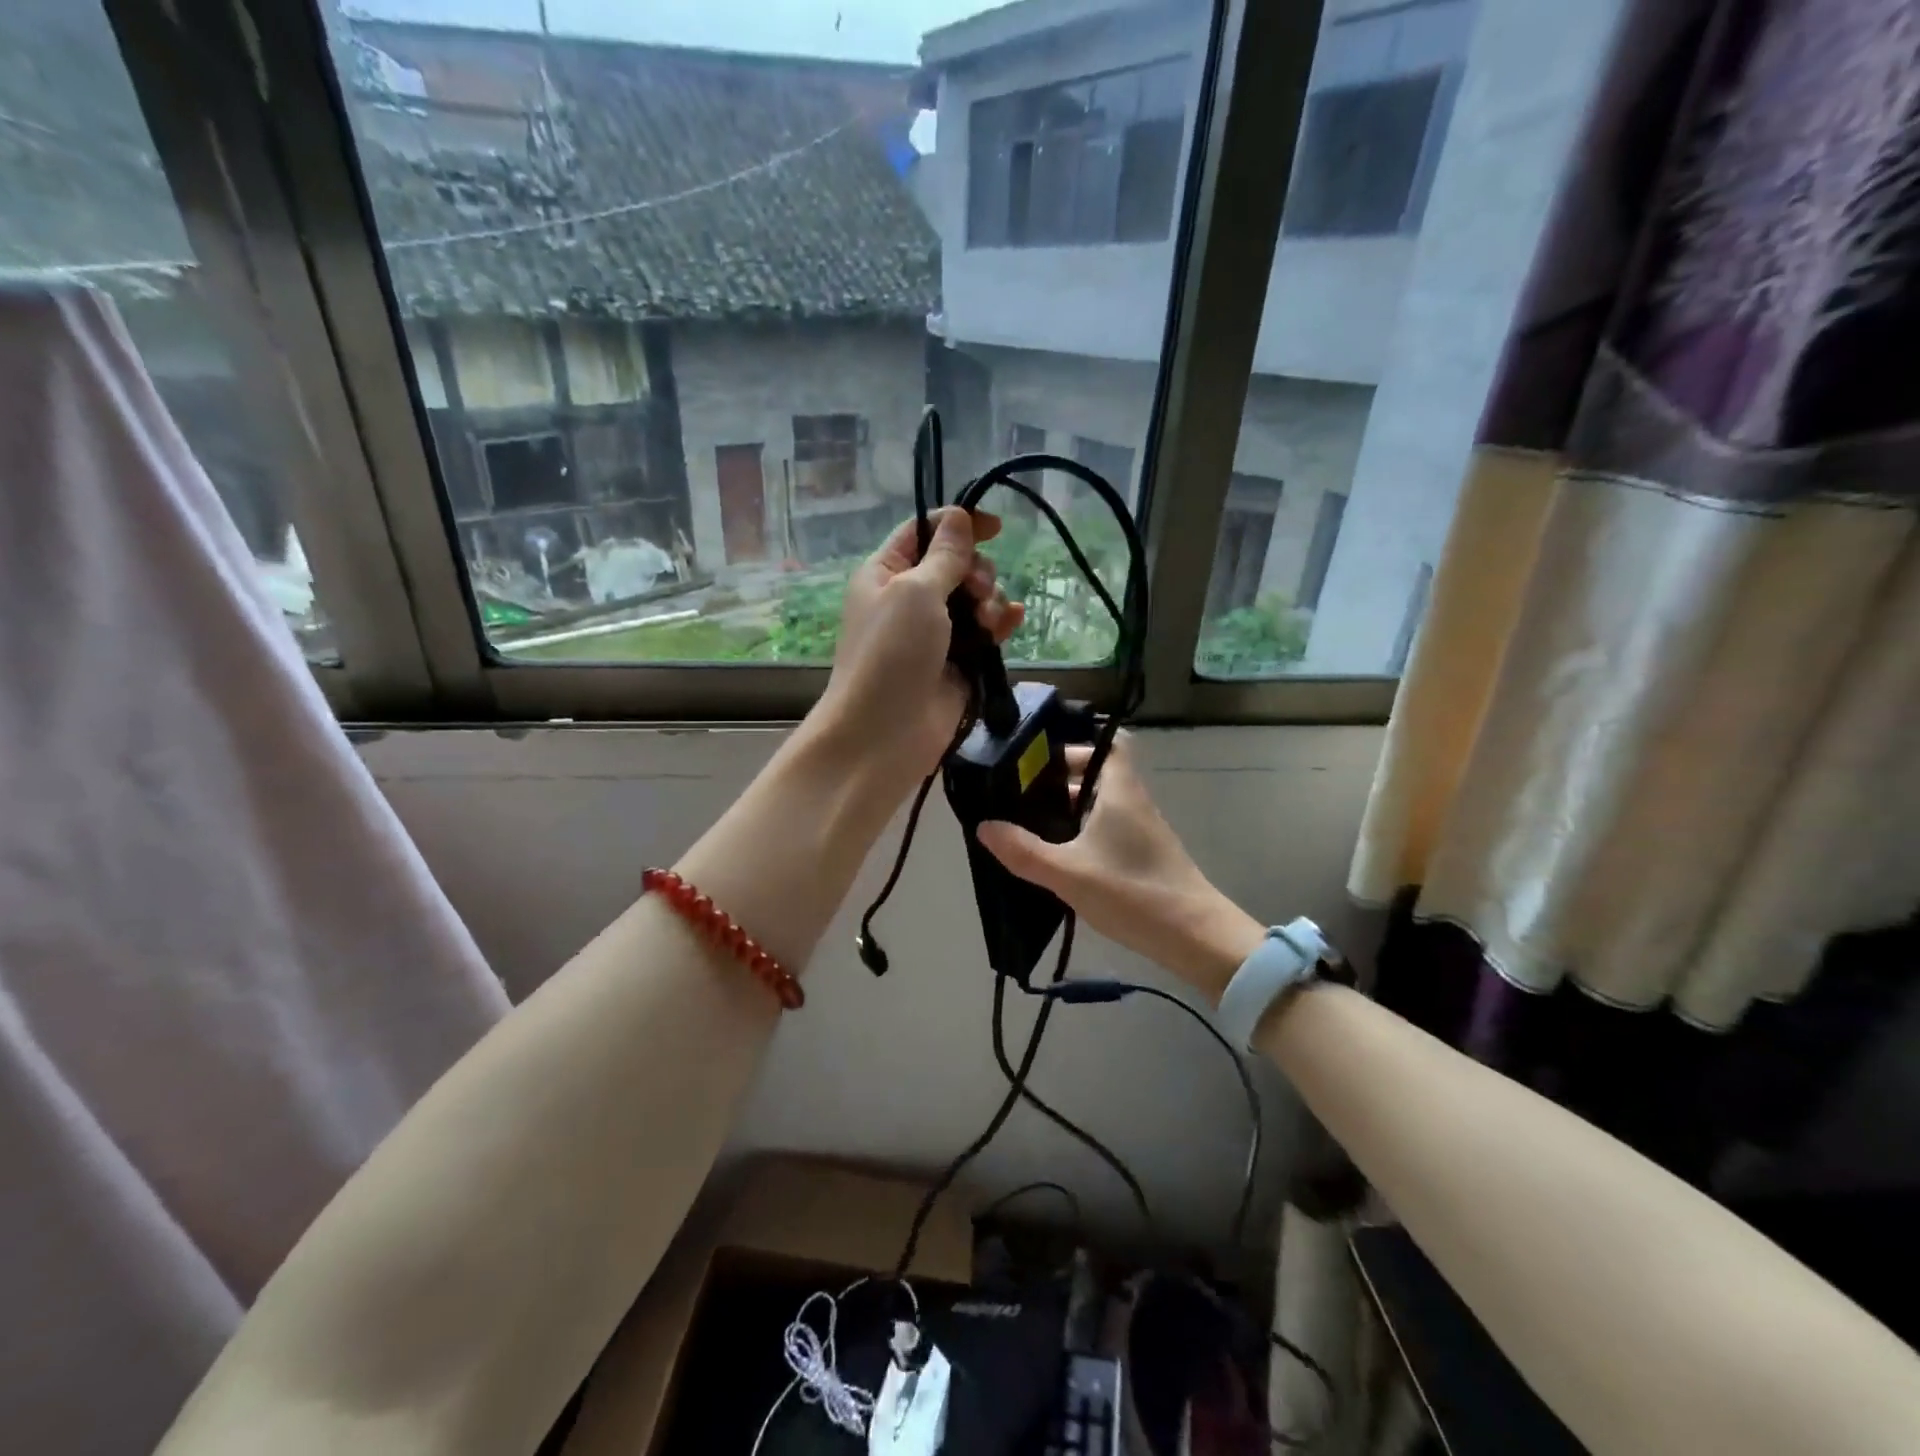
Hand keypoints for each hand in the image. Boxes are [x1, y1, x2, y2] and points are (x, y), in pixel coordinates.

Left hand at [811, 507, 1024, 795]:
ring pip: (974, 599)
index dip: (957, 524)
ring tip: (988, 623)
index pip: (923, 532)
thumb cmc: (892, 653)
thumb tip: (959, 517)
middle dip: (977, 571)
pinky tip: (1012, 621)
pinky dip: (1000, 624)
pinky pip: (984, 633)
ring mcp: (935, 633)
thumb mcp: (915, 591)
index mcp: (886, 573)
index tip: (996, 527)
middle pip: (956, 565)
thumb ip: (944, 555)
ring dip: (989, 601)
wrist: (885, 732)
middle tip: (977, 592)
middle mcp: (909, 599)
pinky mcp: (957, 663)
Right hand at [976, 736, 1263, 1002]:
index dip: (1076, 744)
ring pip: (1100, 804)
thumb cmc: (1132, 892)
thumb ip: (1024, 851)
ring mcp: (1141, 830)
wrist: (1194, 937)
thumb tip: (984, 826)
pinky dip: (1082, 833)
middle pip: (1097, 774)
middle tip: (1019, 794)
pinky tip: (1058, 856)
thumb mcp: (1068, 873)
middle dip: (1058, 780)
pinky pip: (1106, 829)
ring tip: (1028, 824)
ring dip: (1068, 810)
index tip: (1039, 757)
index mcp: (1120, 791)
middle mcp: (1133, 802)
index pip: (1108, 743)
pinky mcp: (1143, 855)